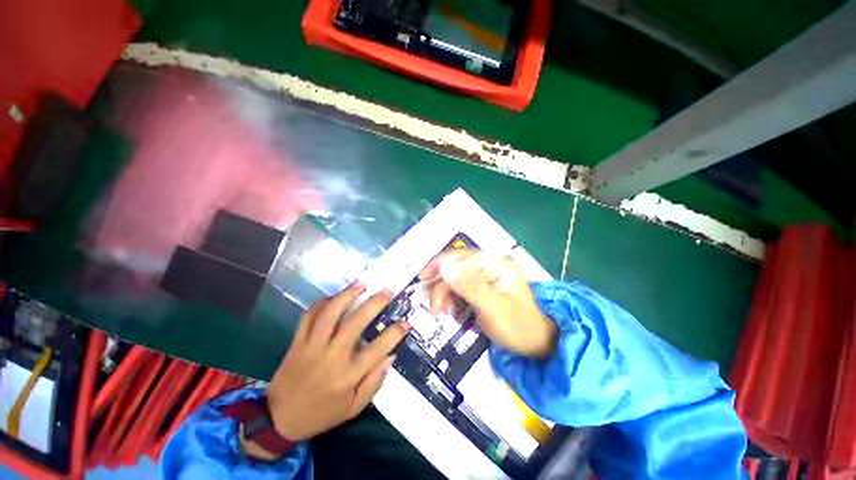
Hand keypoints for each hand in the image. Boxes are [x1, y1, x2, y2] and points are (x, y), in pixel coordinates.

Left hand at [265, 283, 409, 441]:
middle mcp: (332, 357)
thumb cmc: (321, 414)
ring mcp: (312, 347)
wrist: (279, 420)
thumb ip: (374, 383)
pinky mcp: (297, 342)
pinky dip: (321, 303)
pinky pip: (308, 317)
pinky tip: (333, 296)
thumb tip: (390, 357)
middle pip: (355, 324)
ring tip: (361, 283)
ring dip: (346, 295)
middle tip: (386, 292)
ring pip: (330, 314)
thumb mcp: (353, 408)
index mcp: (348, 376)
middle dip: (374, 304)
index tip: (405, 322)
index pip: (377, 349)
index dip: (394, 334)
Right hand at [419, 248, 555, 357]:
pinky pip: (459, 289)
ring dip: (444, 293)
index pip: (463, 256)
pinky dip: (450, 299)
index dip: (441, 263)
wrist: (534, 346)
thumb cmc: (518, 327)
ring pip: (455, 279)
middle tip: (433, 306)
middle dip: (442, 285)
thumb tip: (444, 267)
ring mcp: (485, 278)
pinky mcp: (481, 290)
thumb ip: (470, 286)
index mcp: (497, 264)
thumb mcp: (494, 308)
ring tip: (439, 311)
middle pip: (457, 267)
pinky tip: (449, 310)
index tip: (424, 278)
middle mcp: (490, 267)